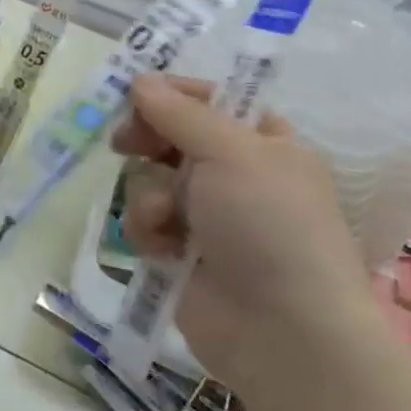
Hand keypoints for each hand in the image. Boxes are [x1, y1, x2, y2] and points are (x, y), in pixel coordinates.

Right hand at [111, 75, 376, 388]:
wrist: (285, 330)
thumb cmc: (269, 224)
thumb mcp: (231, 152)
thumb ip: (180, 113)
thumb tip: (140, 80)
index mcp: (261, 143)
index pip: (208, 100)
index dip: (171, 95)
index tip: (136, 95)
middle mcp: (233, 174)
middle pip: (170, 137)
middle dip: (147, 142)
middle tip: (125, 143)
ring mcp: (206, 215)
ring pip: (149, 179)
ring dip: (148, 194)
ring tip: (165, 219)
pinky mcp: (180, 252)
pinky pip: (144, 221)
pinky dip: (147, 230)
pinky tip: (163, 249)